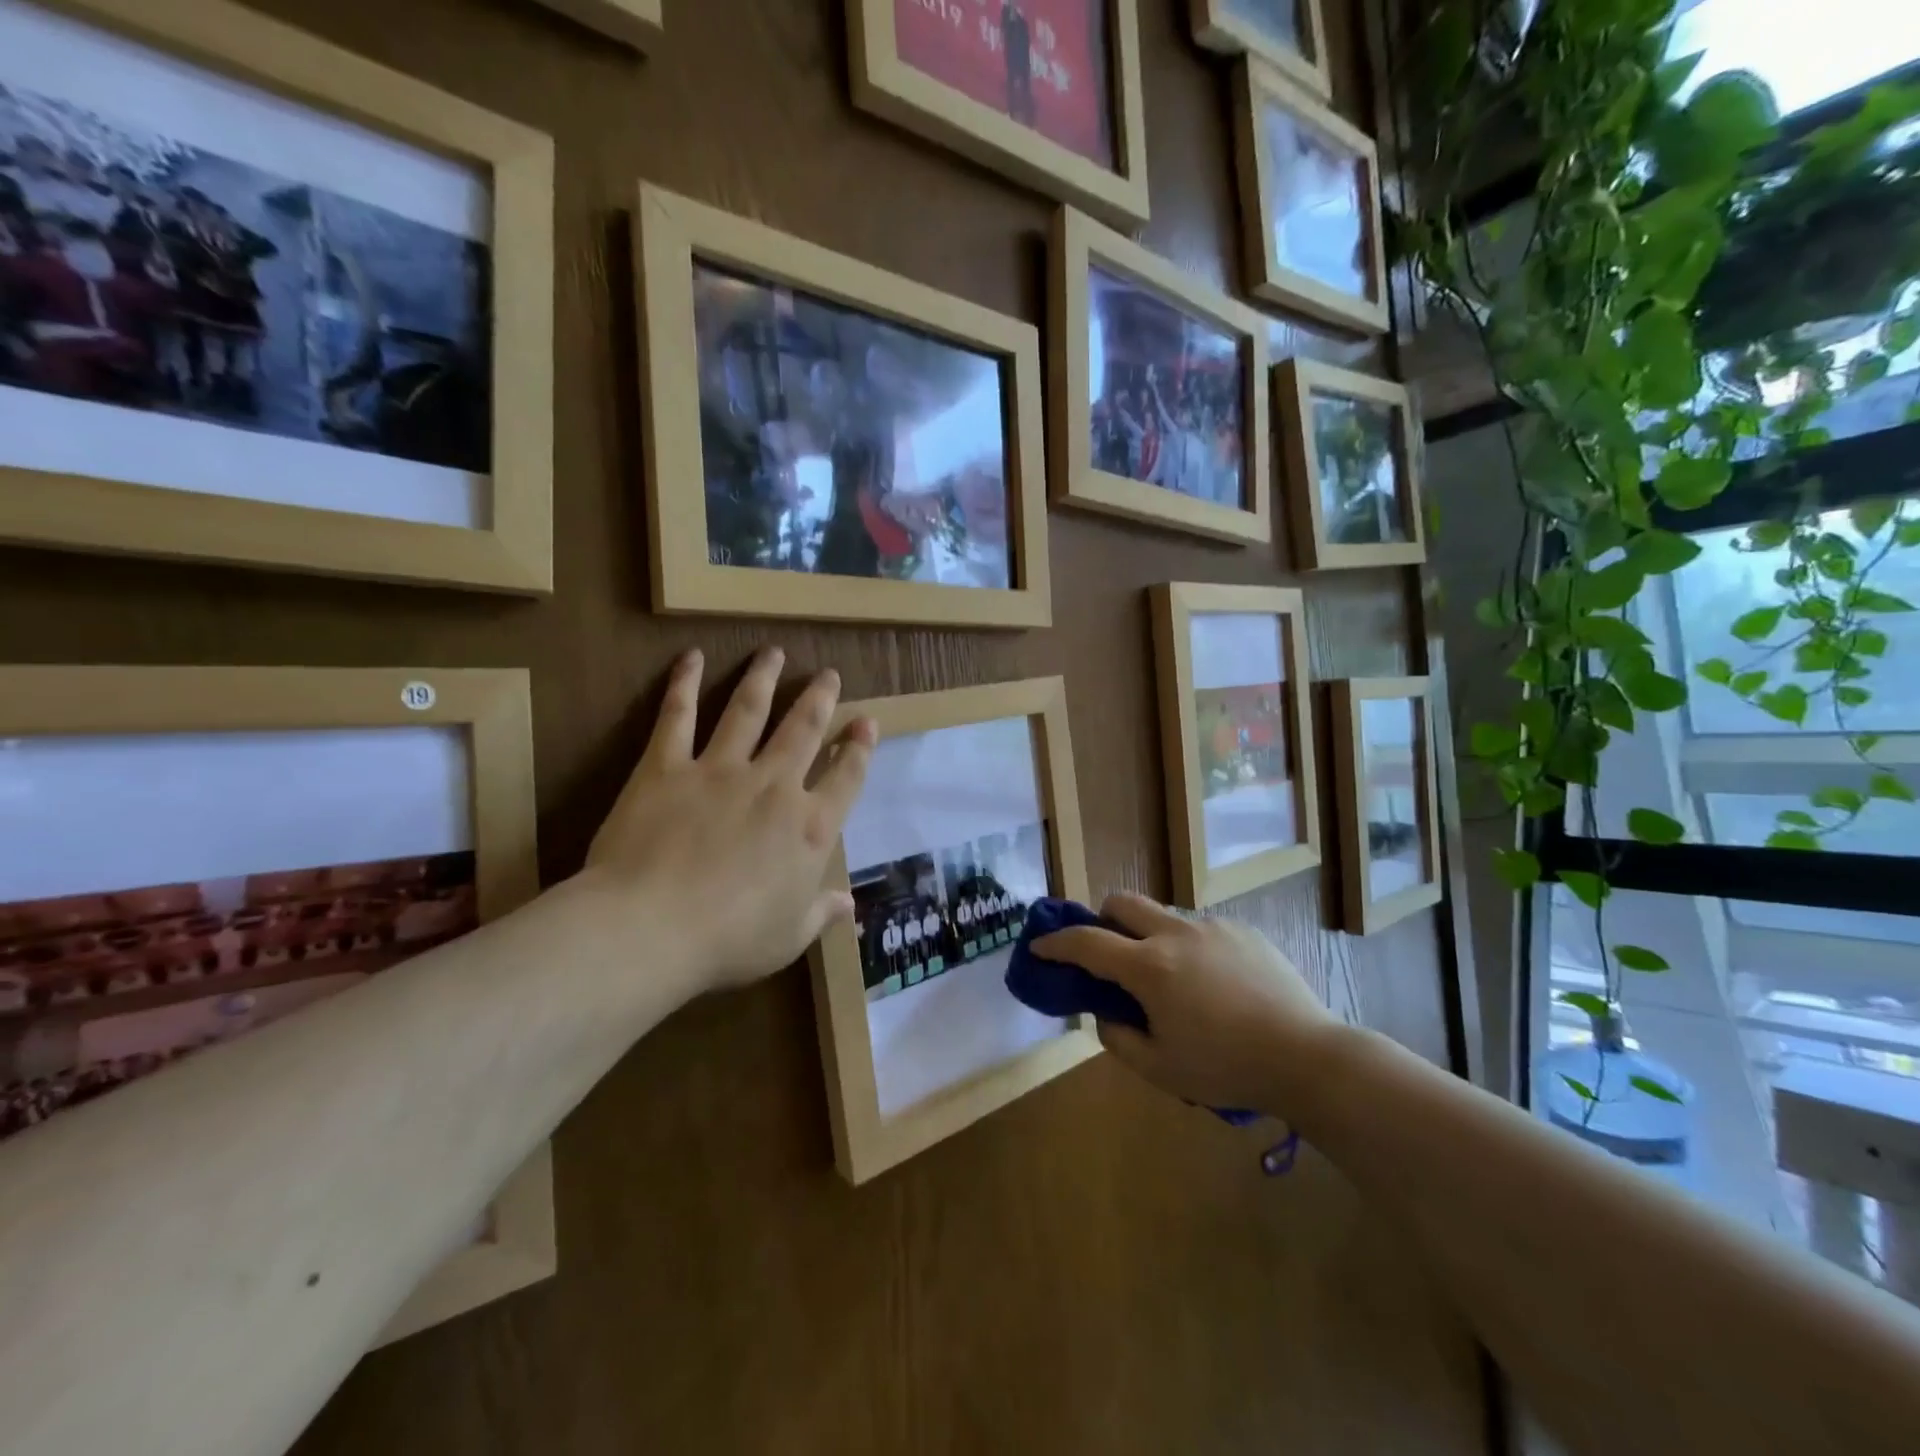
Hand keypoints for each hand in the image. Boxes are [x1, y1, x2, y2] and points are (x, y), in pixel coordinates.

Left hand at [579, 647, 875, 995]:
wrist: (652, 928)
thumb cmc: (730, 941)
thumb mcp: (788, 937)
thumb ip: (820, 913)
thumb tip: (850, 908)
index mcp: (810, 828)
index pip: (846, 777)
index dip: (859, 748)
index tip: (866, 722)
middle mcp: (774, 787)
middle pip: (803, 730)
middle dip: (820, 699)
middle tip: (828, 674)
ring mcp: (721, 771)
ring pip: (749, 711)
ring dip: (764, 679)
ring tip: (774, 652)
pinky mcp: (668, 767)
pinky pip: (678, 717)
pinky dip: (684, 684)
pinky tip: (692, 657)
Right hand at [1033, 893, 1336, 1118]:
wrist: (1307, 1057)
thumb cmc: (1226, 1068)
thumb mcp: (1160, 1069)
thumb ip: (1119, 1038)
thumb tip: (1106, 1013)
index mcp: (1149, 967)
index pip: (1087, 942)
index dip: (1056, 942)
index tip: (1039, 945)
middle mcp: (1176, 934)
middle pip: (1123, 902)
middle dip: (1101, 917)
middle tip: (1105, 948)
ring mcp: (1213, 928)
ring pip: (1164, 916)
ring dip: (1149, 936)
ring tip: (1171, 980)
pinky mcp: (1244, 931)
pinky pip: (1201, 930)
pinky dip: (1189, 948)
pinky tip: (1214, 985)